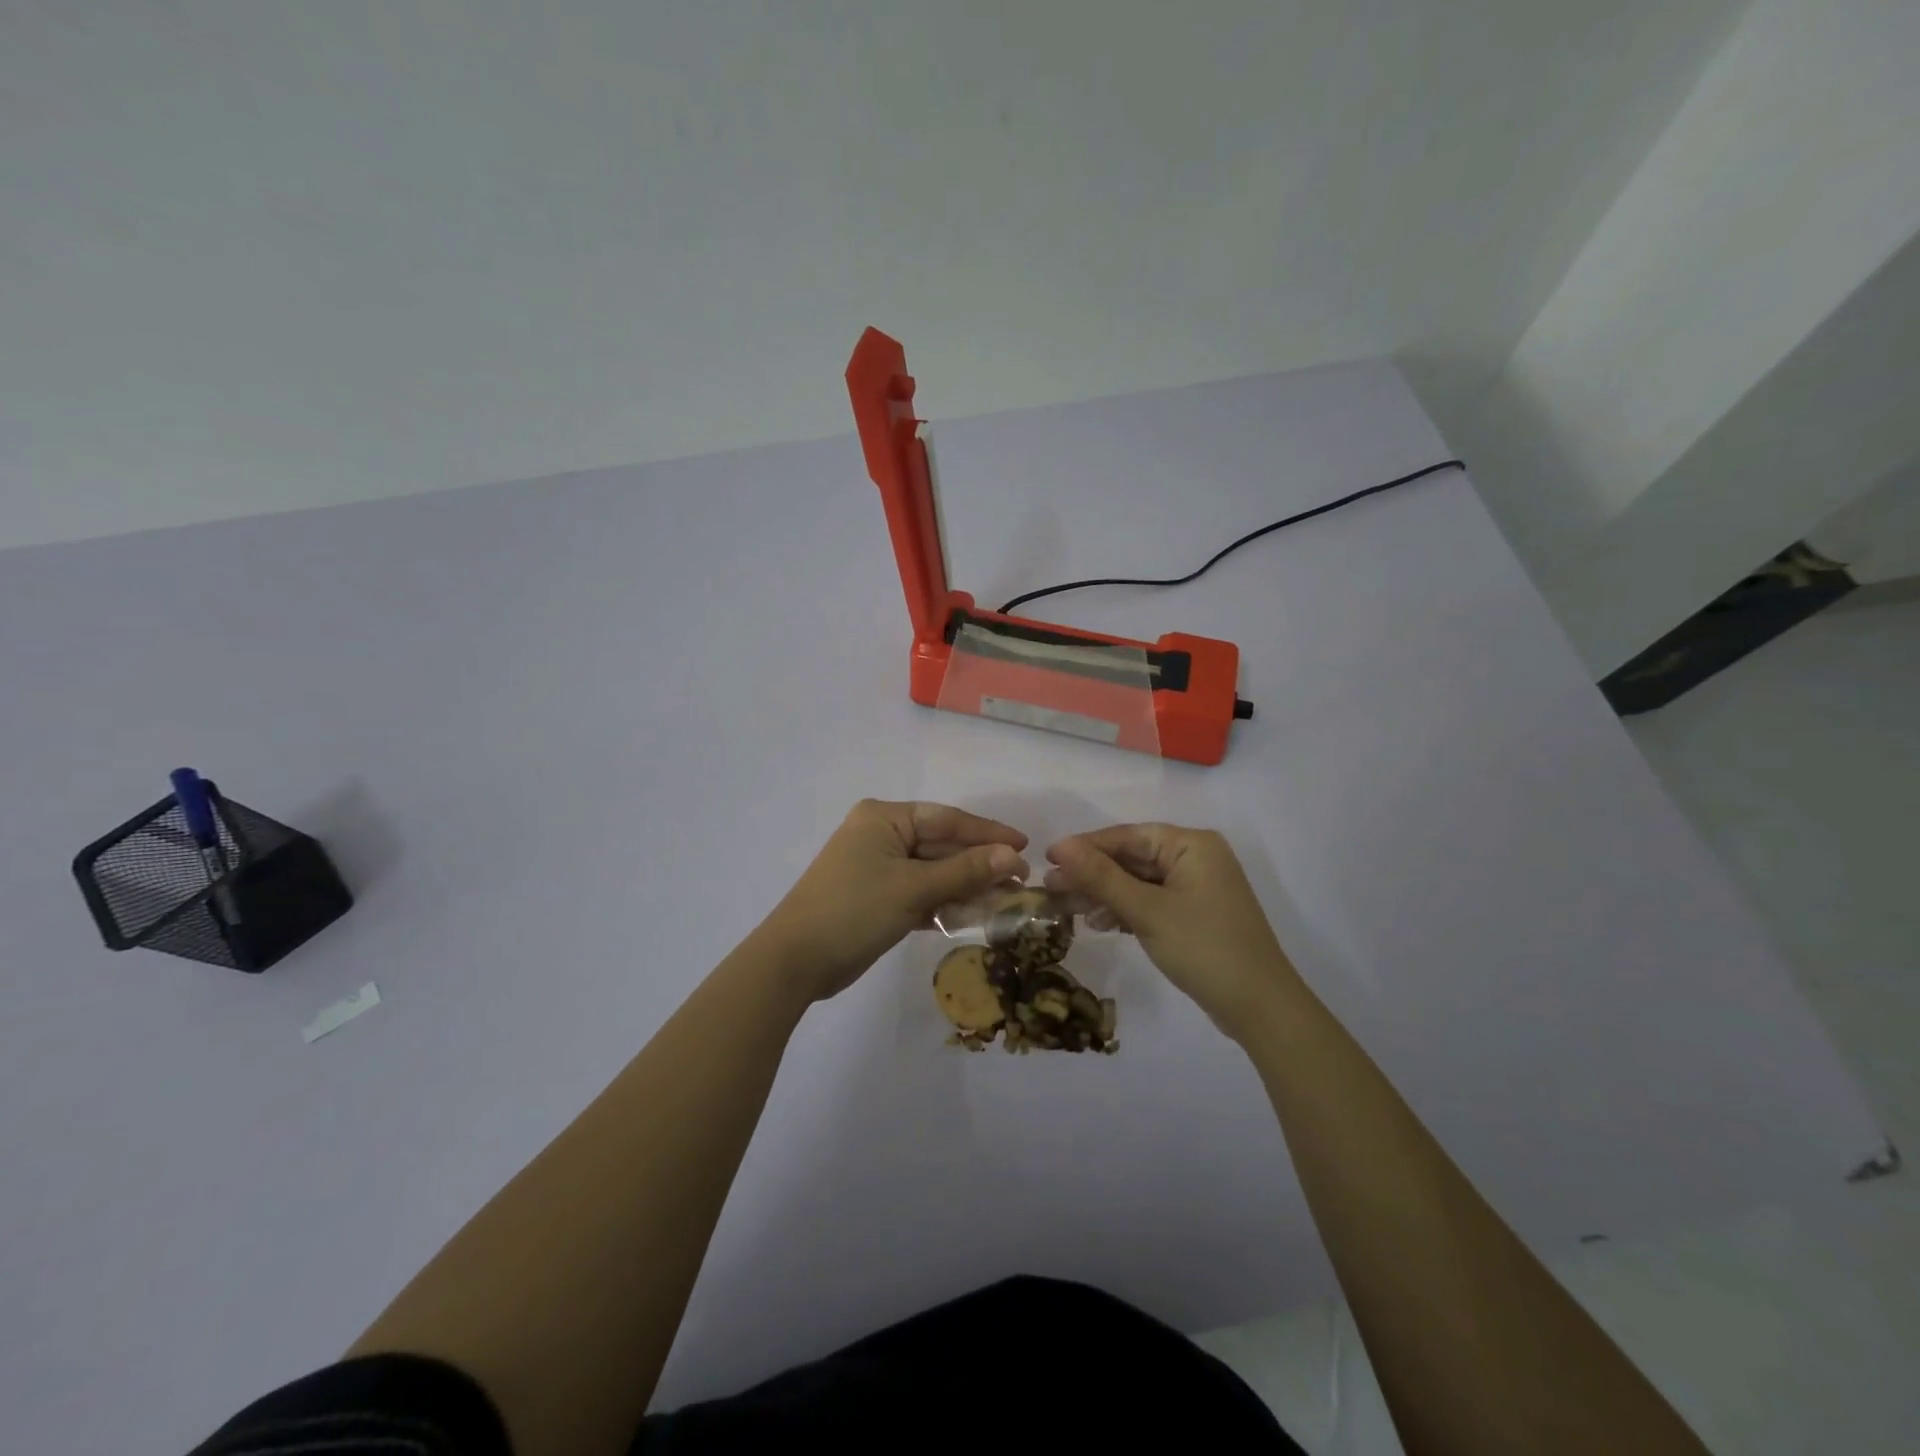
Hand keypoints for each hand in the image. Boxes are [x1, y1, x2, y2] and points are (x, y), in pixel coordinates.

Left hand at [762, 800, 1028, 1002]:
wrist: (795, 962)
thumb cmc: (854, 910)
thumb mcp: (913, 888)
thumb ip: (965, 871)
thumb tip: (1013, 856)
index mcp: (885, 818)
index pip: (947, 819)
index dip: (988, 833)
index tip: (1025, 846)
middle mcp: (882, 836)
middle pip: (942, 846)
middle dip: (980, 865)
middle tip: (1021, 882)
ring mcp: (878, 868)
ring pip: (934, 872)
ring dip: (966, 888)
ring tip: (1006, 902)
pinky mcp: (878, 897)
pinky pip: (920, 893)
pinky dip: (944, 904)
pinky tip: (974, 916)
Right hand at [1044, 824, 1298, 1041]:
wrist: (1259, 1008)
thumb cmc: (1204, 948)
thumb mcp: (1147, 911)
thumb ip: (1102, 877)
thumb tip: (1061, 845)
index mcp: (1191, 844)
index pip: (1127, 836)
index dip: (1085, 847)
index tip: (1047, 859)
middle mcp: (1195, 857)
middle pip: (1131, 858)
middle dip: (1091, 874)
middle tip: (1050, 889)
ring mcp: (1196, 887)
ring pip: (1138, 881)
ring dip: (1104, 894)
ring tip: (1067, 909)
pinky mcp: (1194, 914)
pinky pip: (1151, 901)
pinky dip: (1125, 910)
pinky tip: (1099, 923)